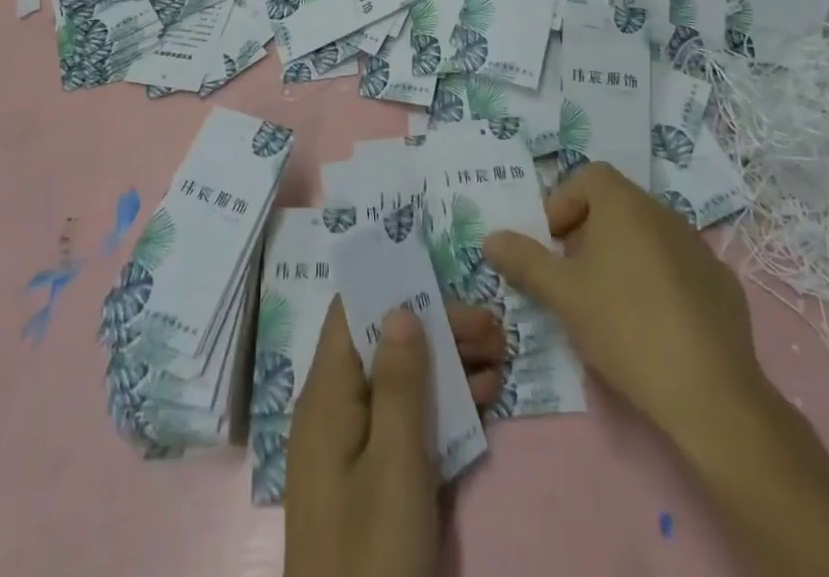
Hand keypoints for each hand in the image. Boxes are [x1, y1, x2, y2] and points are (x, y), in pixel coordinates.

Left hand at [284, 298, 504, 576]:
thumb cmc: (372, 555)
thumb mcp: (394, 465)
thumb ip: (399, 383)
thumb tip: (401, 307)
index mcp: (327, 395)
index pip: (353, 314)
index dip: (394, 289)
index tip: (443, 280)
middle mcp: (335, 409)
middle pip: (385, 345)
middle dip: (438, 328)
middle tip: (494, 328)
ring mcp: (354, 446)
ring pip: (402, 382)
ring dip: (449, 364)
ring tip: (501, 355)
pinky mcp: (374, 479)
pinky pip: (407, 422)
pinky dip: (443, 406)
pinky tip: (484, 397)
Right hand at [482, 162, 765, 463]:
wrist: (710, 393)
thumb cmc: (624, 326)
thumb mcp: (562, 294)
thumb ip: (524, 260)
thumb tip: (491, 238)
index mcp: (624, 204)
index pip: (588, 176)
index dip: (563, 203)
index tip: (553, 245)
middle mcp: (664, 212)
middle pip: (617, 205)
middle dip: (589, 233)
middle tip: (574, 277)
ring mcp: (699, 248)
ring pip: (648, 236)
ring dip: (624, 256)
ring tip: (611, 304)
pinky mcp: (723, 284)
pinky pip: (679, 267)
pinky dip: (660, 281)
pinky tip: (655, 325)